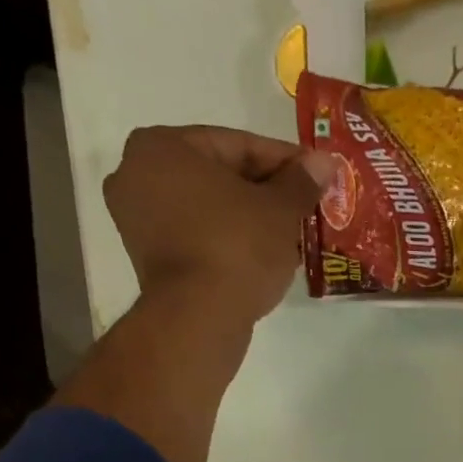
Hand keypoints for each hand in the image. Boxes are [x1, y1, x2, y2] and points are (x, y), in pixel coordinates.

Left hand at [103, 125, 336, 321]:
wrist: (200, 317)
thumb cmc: (237, 248)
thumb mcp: (279, 210)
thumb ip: (301, 182)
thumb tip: (325, 162)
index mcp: (163, 146)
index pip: (237, 145)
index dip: (284, 160)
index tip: (315, 174)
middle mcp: (137, 173)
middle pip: (219, 176)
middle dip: (265, 191)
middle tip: (304, 205)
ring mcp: (137, 219)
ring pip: (208, 208)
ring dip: (249, 218)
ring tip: (290, 234)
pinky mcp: (148, 258)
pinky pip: (197, 236)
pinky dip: (228, 240)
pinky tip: (262, 255)